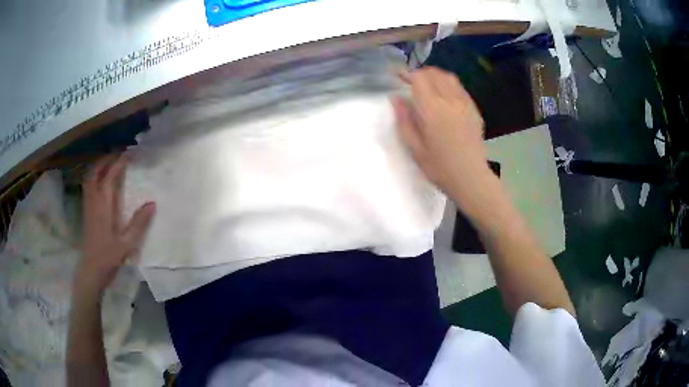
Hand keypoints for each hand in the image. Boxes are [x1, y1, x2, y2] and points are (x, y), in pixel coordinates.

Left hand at [75, 154, 155, 295]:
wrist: (90, 271)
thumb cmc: (108, 257)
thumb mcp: (127, 243)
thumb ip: (139, 223)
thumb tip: (152, 203)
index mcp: (103, 206)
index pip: (110, 177)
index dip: (119, 163)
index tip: (129, 153)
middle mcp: (93, 201)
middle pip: (95, 172)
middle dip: (105, 159)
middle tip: (117, 153)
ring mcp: (88, 206)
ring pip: (89, 178)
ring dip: (98, 167)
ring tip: (108, 162)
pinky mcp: (86, 212)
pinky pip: (88, 187)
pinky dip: (94, 177)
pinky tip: (100, 181)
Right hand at [392, 67, 493, 212]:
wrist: (471, 178)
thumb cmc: (439, 167)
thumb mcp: (414, 147)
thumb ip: (404, 119)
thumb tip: (396, 98)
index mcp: (432, 109)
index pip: (419, 78)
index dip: (406, 73)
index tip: (397, 76)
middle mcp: (450, 100)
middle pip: (434, 73)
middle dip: (420, 73)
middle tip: (410, 81)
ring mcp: (465, 104)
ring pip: (449, 78)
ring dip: (435, 76)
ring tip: (428, 85)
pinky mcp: (474, 110)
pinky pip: (460, 88)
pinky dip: (449, 85)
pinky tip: (445, 96)